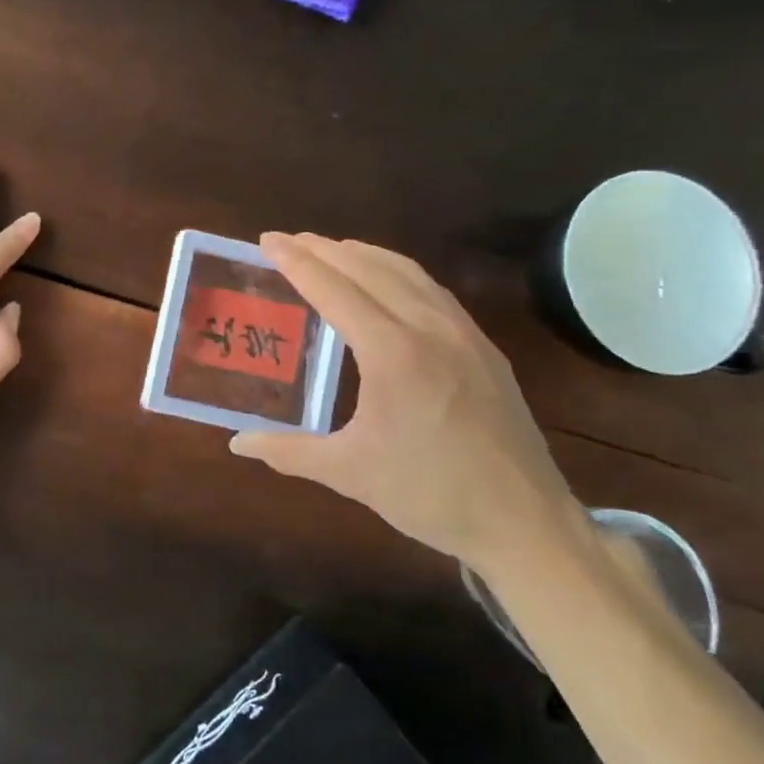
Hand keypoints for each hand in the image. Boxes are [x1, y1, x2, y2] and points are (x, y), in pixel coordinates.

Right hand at [229, 233, 578, 572]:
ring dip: (362, 254)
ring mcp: (463, 333)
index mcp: (392, 354)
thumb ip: (288, 451)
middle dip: (324, 249)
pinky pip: (432, 290)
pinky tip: (387, 283)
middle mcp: (428, 328)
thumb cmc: (430, 494)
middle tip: (288, 241)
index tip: (267, 240)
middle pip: (369, 268)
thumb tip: (238, 443)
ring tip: (330, 250)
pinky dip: (398, 272)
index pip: (333, 290)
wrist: (525, 522)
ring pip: (406, 272)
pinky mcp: (484, 346)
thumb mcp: (350, 473)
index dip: (297, 262)